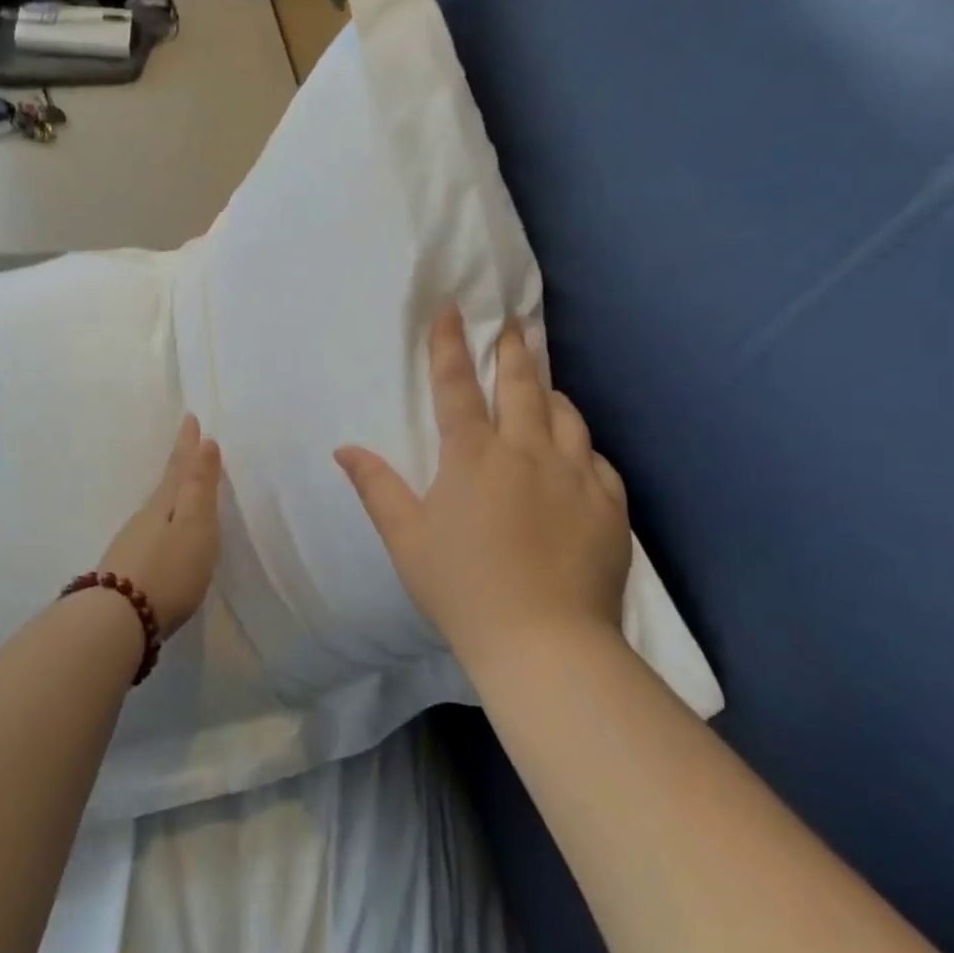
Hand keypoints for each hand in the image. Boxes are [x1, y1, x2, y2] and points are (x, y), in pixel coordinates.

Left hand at [100, 414, 223, 636]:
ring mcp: (133, 544)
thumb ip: (200, 487)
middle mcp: (146, 518)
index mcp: (165, 504)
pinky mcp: (128, 571)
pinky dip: (163, 522)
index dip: (188, 444)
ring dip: (171, 493)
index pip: (180, 467)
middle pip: (167, 484)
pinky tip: (163, 534)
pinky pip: (151, 532)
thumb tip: (205, 442)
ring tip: (181, 485)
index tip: (190, 417)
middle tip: (187, 441)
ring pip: (157, 508)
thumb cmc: (168, 570)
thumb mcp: (194, 525)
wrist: (118, 621)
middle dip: (180, 463)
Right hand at [335, 308, 631, 662]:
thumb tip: (345, 448)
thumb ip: (377, 488)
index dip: (450, 344)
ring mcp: (574, 474)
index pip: (456, 385)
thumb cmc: (463, 589)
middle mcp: (526, 451)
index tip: (452, 310)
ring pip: (565, 414)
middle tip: (514, 324)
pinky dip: (580, 444)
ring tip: (542, 380)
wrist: (545, 643)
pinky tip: (576, 450)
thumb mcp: (407, 539)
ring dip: (549, 390)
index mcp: (473, 456)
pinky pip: (596, 457)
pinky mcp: (608, 502)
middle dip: (513, 349)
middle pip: (520, 385)